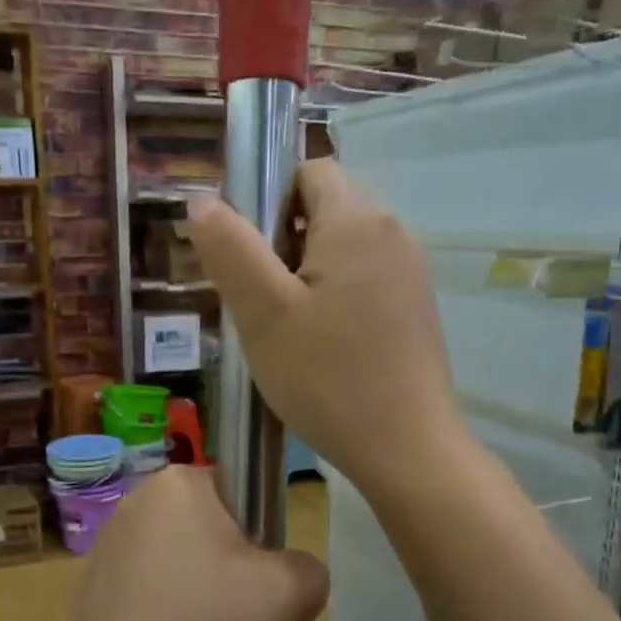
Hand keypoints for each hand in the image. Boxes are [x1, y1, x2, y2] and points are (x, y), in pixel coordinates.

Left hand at [58, 465, 327, 620]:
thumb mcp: (285, 592)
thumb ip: (311, 571)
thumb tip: (302, 582)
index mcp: (179, 483)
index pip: (241, 492)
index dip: (264, 536)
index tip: (266, 581)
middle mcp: (137, 499)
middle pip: (211, 528)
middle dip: (234, 568)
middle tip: (245, 615)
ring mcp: (108, 541)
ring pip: (180, 559)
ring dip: (201, 590)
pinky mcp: (92, 582)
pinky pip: (149, 586)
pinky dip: (168, 609)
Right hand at [185, 158, 465, 495]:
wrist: (407, 449)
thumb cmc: (328, 378)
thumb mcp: (264, 314)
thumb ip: (231, 250)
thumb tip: (203, 200)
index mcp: (358, 220)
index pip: (308, 172)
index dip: (269, 202)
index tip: (251, 261)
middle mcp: (393, 233)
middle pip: (327, 210)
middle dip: (285, 244)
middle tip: (264, 305)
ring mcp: (411, 274)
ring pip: (344, 250)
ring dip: (308, 277)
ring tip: (290, 333)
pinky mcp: (416, 311)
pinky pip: (365, 282)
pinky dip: (336, 300)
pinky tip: (324, 350)